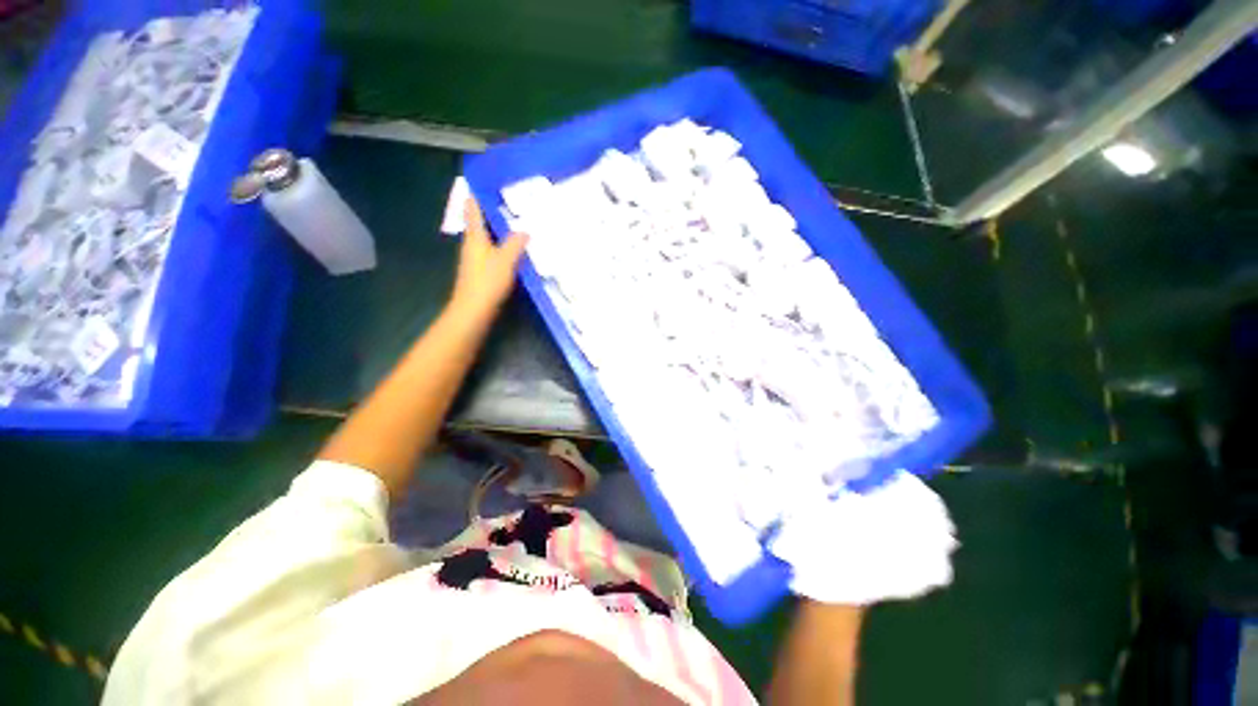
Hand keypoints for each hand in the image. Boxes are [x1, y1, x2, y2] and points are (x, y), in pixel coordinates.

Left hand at [450, 198, 528, 315]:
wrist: (474, 310)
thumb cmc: (487, 282)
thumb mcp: (506, 260)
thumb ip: (516, 243)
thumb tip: (525, 230)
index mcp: (475, 237)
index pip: (473, 209)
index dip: (477, 195)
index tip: (488, 183)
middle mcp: (472, 244)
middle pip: (480, 222)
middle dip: (492, 211)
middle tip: (512, 201)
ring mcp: (475, 258)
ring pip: (487, 237)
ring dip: (498, 229)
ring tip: (517, 222)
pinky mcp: (481, 271)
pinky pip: (492, 251)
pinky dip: (501, 245)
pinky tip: (515, 249)